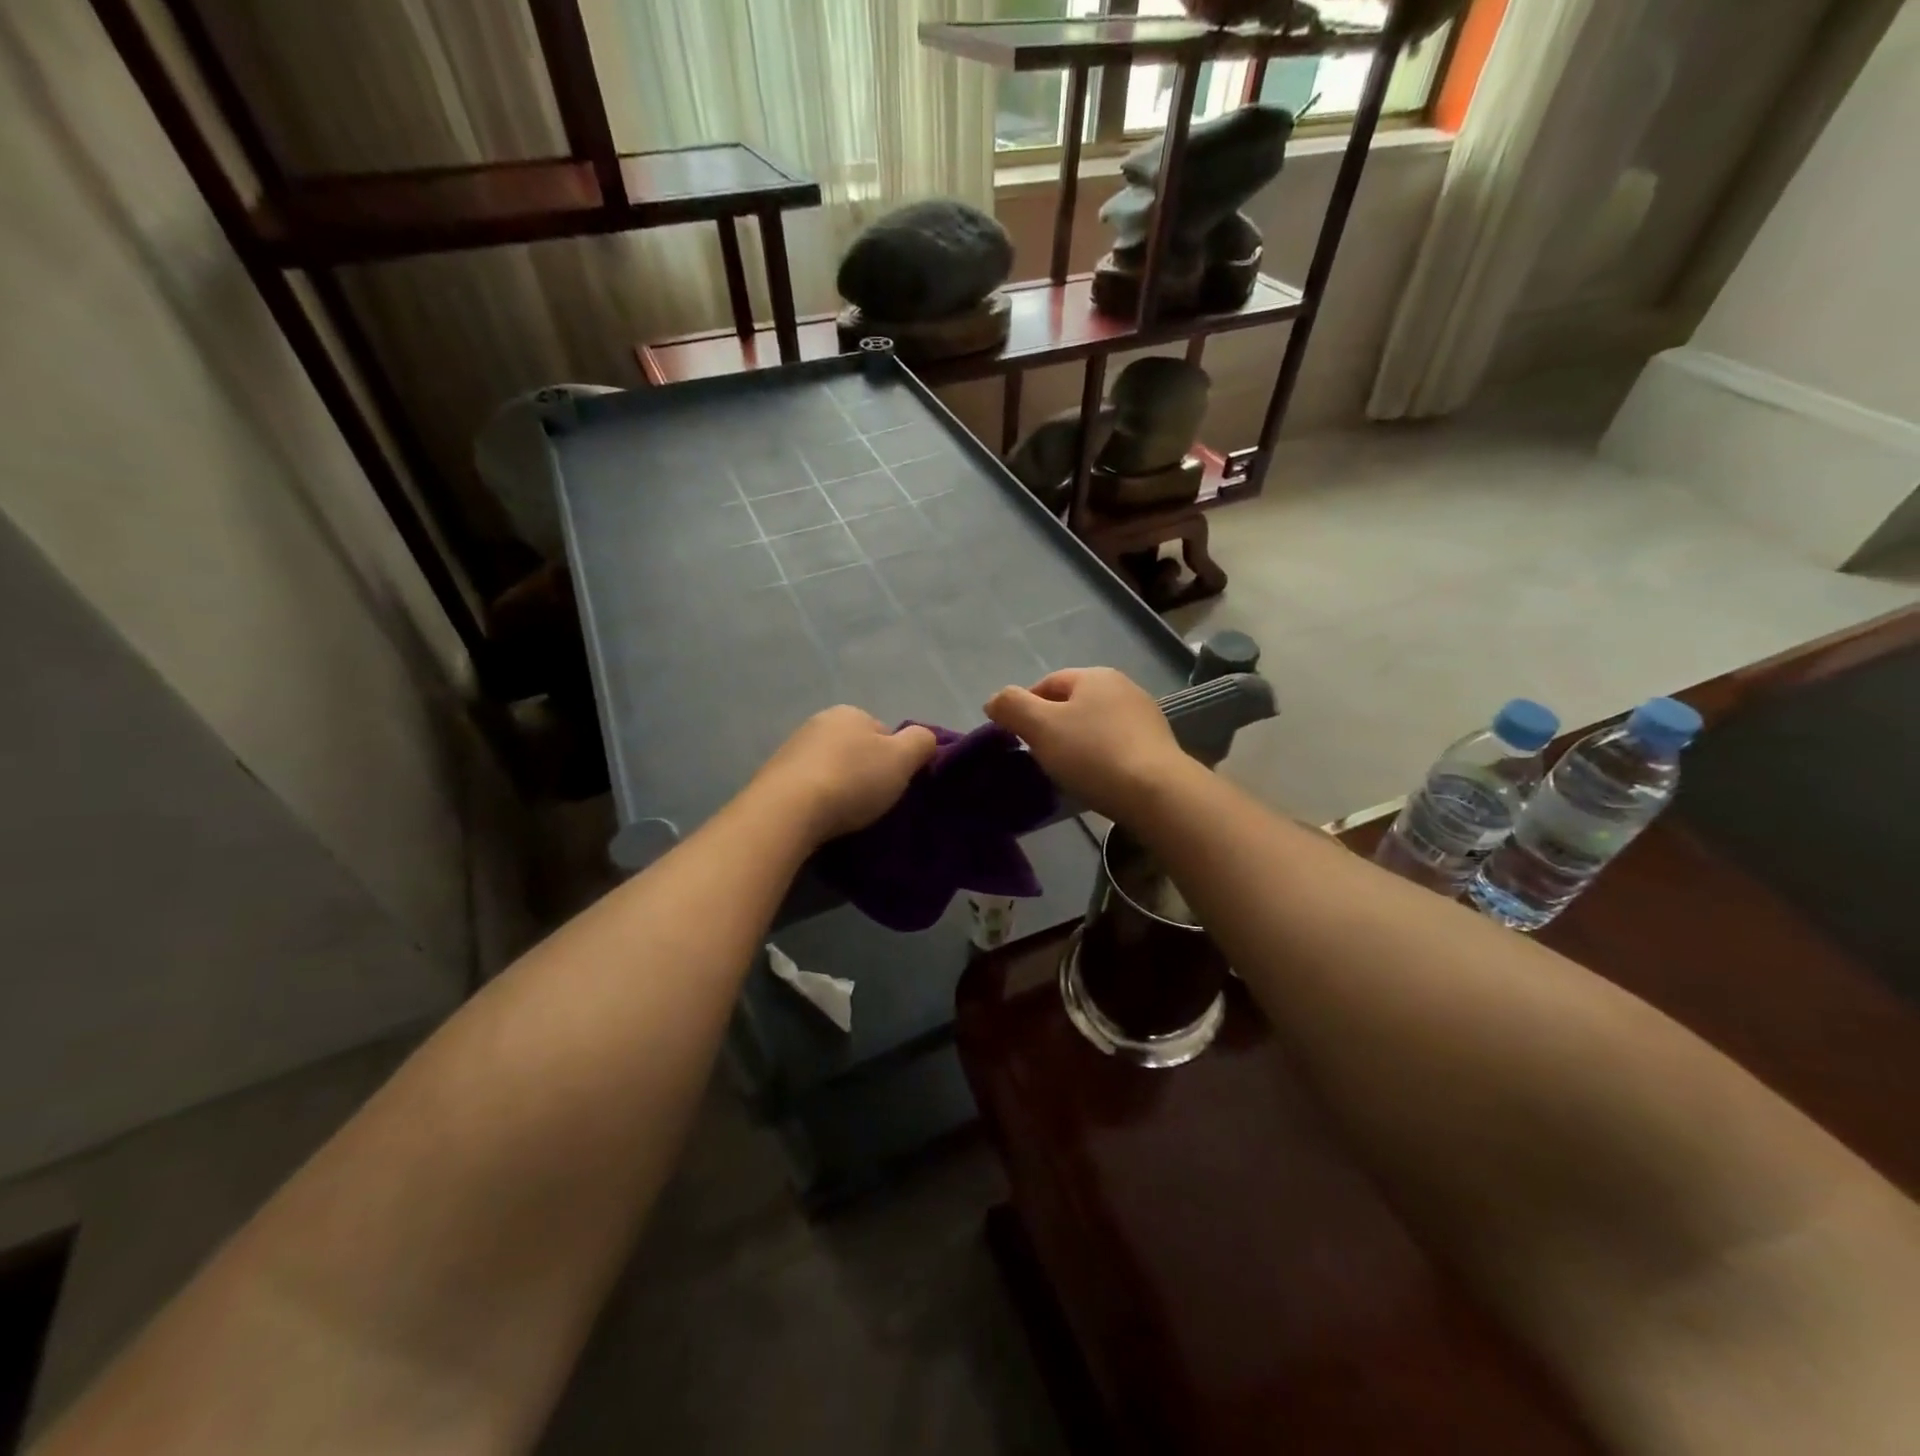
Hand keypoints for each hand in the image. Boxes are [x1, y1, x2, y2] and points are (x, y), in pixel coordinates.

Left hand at [750, 707, 938, 844]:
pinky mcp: (773, 777)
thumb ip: (921, 742)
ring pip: (830, 767)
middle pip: (855, 749)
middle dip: (865, 772)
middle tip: (873, 802)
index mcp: (850, 712)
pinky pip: (807, 785)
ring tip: (846, 815)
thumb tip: (924, 739)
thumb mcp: (902, 759)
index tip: (895, 785)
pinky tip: (821, 818)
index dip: (895, 759)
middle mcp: (818, 722)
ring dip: (839, 786)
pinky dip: (817, 798)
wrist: (788, 811)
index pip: (884, 733)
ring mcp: (792, 749)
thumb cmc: (853, 780)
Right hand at [985, 668, 1187, 820]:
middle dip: (1051, 726)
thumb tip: (994, 700)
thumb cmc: (1092, 754)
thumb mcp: (1041, 727)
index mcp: (1094, 676)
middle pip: (1073, 703)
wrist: (1156, 792)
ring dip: (1076, 742)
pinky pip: (1116, 745)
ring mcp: (1144, 716)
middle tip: (1038, 756)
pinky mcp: (1158, 745)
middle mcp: (1123, 687)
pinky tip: (1095, 778)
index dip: (1024, 707)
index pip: (1047, 683)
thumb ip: (1011, 706)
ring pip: (1095, 725)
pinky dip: (1100, 757)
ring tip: (1066, 771)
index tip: (1015, 737)